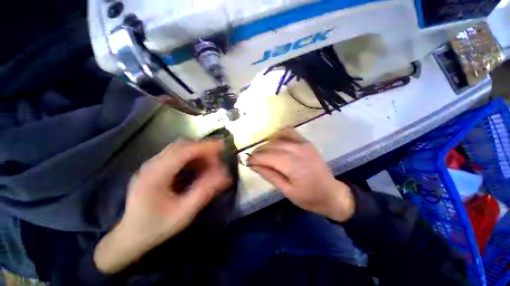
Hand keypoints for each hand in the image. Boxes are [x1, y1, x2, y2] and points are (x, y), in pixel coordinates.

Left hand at [94, 140, 231, 273]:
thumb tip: (225, 176)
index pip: (183, 151)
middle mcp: (151, 165)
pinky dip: (192, 157)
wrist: (130, 236)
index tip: (222, 147)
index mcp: (155, 176)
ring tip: (210, 165)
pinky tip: (198, 168)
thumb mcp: (184, 213)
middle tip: (218, 159)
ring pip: (180, 148)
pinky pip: (177, 155)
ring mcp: (152, 164)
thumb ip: (205, 192)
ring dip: (198, 153)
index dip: (205, 147)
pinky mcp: (155, 167)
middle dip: (203, 149)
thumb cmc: (156, 228)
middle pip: (181, 145)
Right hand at [247, 128, 353, 221]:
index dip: (254, 158)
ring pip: (277, 138)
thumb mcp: (286, 190)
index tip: (247, 162)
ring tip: (263, 153)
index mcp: (292, 164)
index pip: (266, 156)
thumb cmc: (309, 197)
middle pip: (270, 146)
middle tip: (253, 160)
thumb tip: (253, 165)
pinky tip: (275, 141)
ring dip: (267, 144)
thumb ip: (269, 175)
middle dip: (258, 152)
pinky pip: (289, 132)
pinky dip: (279, 134)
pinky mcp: (306, 142)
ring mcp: (303, 143)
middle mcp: (297, 150)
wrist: (331, 193)